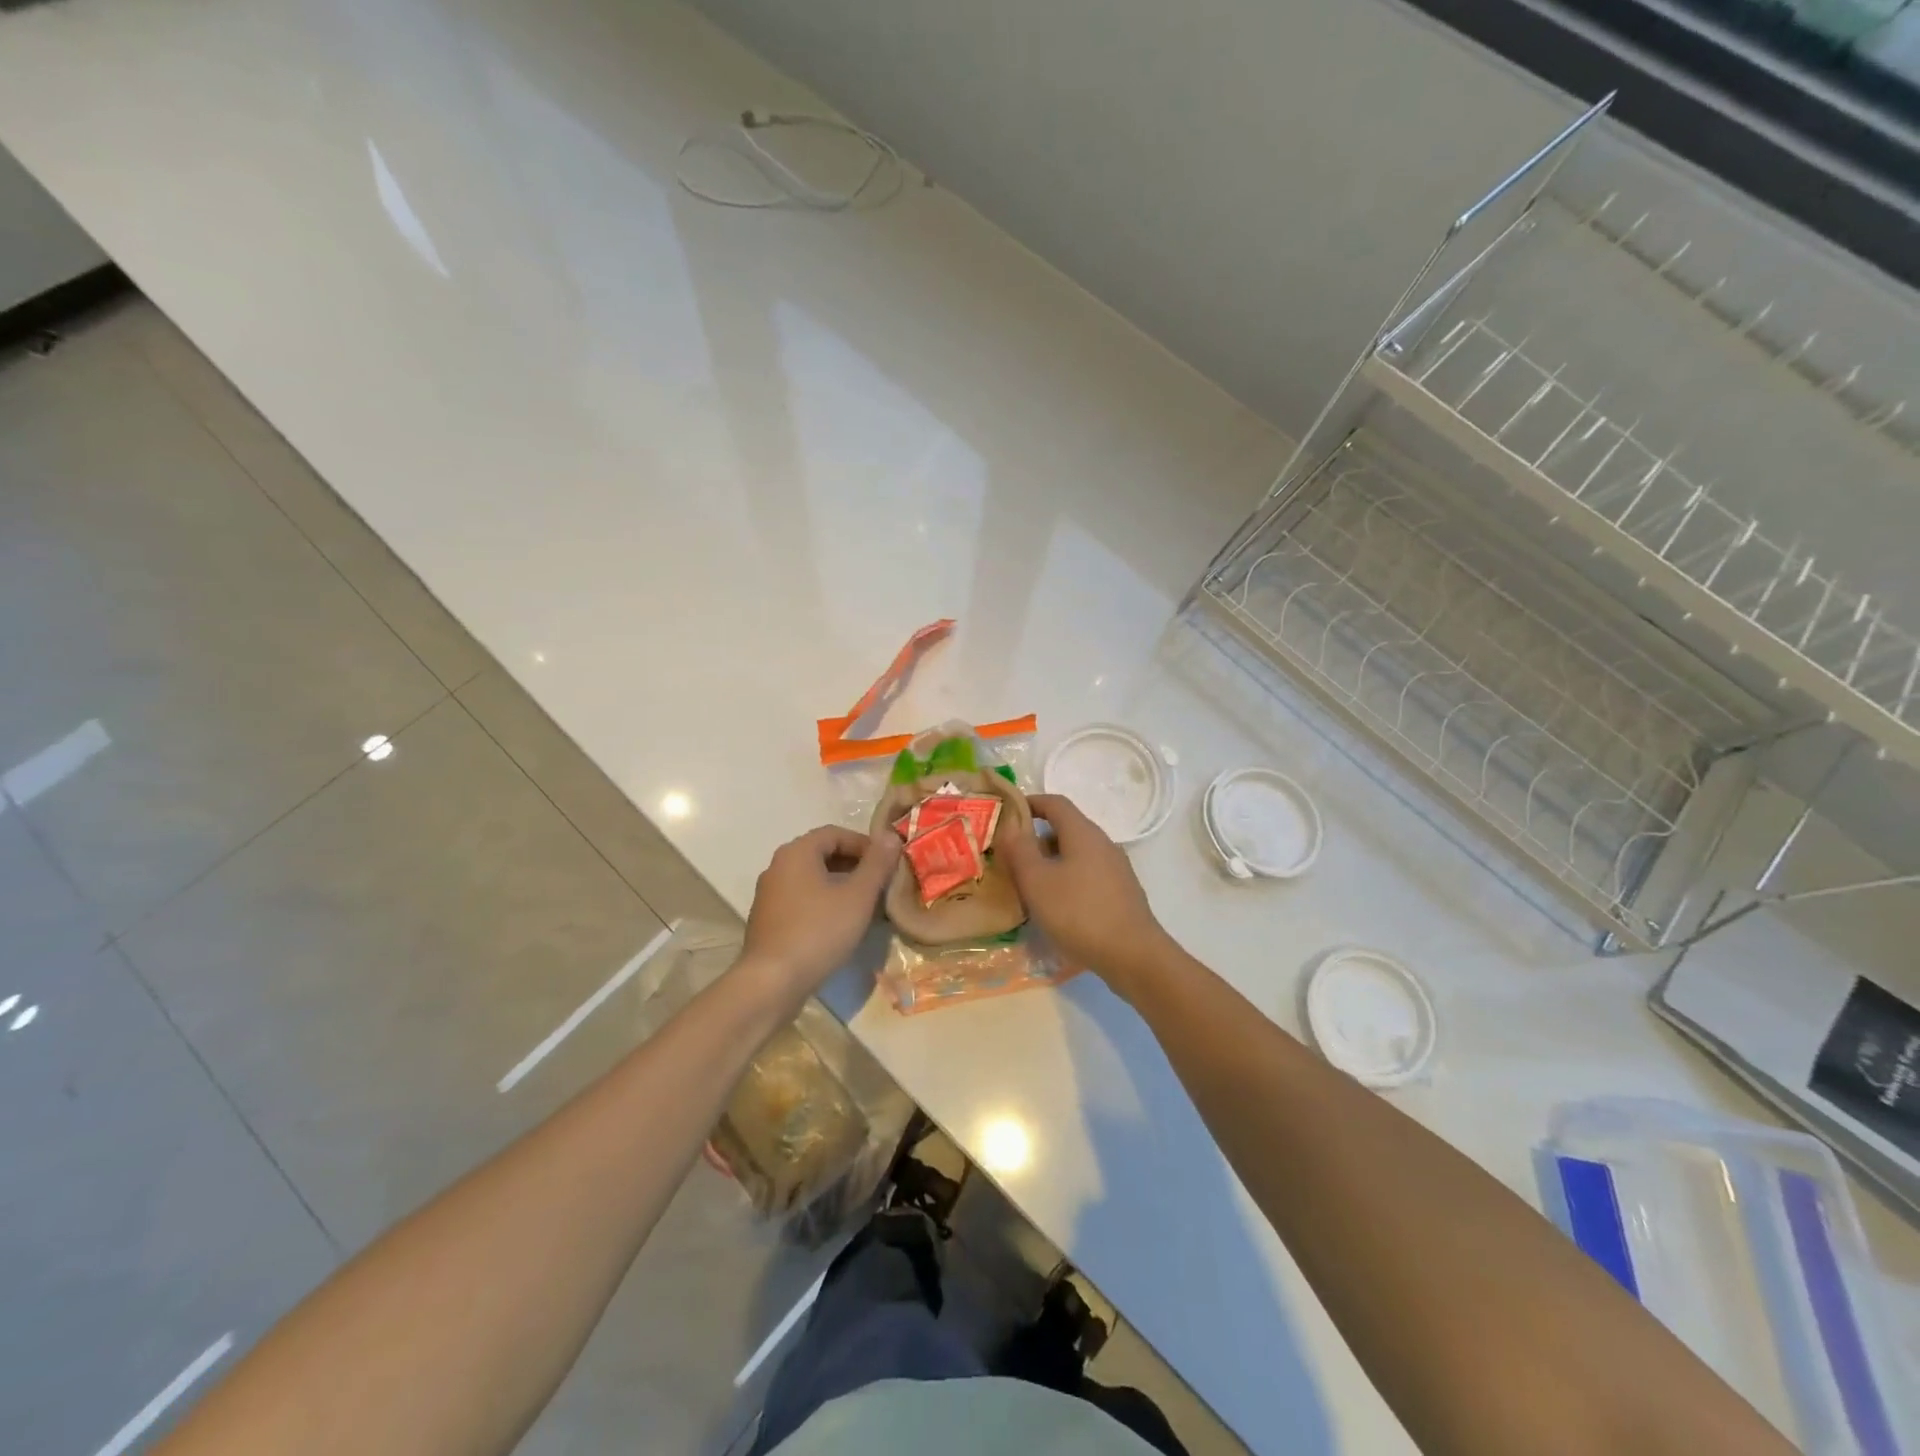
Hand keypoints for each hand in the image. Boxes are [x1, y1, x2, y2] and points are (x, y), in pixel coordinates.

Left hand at [741, 825, 900, 1000]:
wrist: (771, 982)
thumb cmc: (819, 931)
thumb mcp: (858, 896)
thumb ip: (877, 864)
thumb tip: (891, 836)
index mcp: (797, 852)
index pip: (836, 833)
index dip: (865, 844)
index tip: (887, 864)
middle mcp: (778, 866)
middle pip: (822, 854)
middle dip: (854, 865)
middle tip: (880, 885)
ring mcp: (769, 894)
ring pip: (812, 879)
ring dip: (840, 886)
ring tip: (864, 906)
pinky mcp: (767, 920)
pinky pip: (801, 900)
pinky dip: (823, 903)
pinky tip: (839, 926)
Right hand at [998, 793, 1175, 995]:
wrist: (1133, 956)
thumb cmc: (1079, 913)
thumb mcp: (1037, 881)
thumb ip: (1019, 850)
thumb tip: (1009, 825)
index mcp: (1083, 833)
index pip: (1055, 802)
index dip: (1030, 803)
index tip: (1007, 814)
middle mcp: (1103, 843)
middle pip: (1066, 828)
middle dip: (1037, 838)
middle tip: (1012, 857)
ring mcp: (1116, 869)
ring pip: (1077, 854)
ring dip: (1052, 862)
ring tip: (1030, 885)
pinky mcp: (1122, 893)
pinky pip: (1088, 875)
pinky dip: (1068, 879)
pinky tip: (1057, 906)